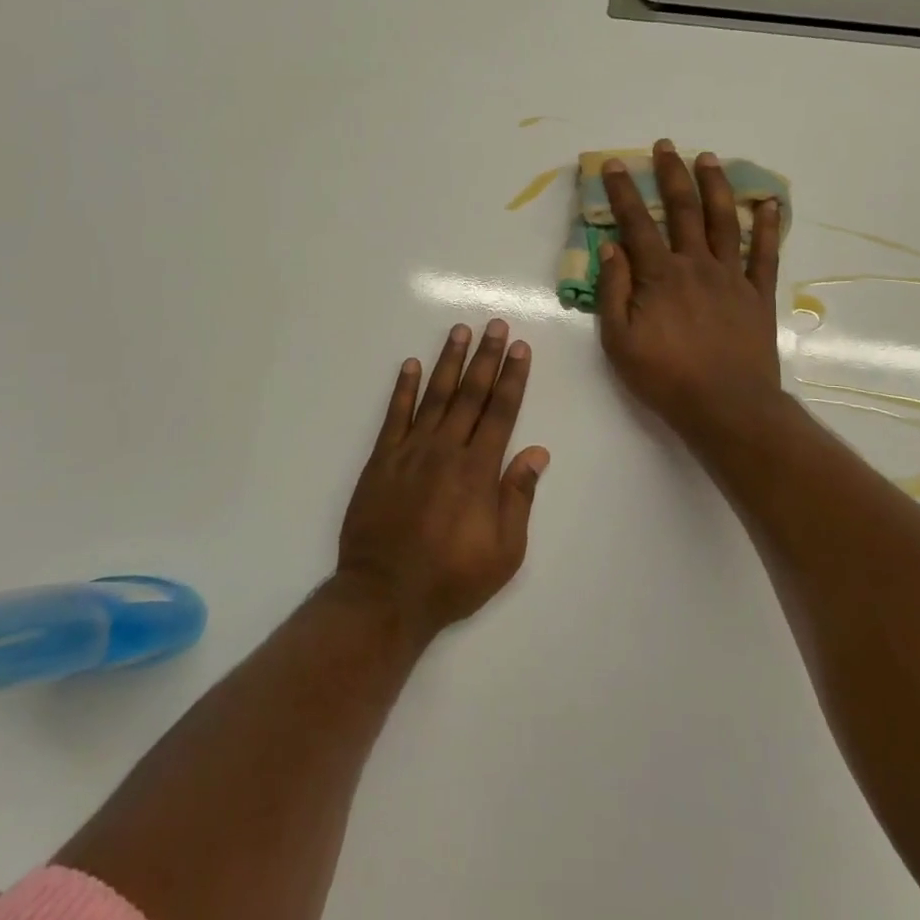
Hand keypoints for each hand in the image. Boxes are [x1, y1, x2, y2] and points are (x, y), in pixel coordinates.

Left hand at [335, 321, 548, 642]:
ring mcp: (410, 451)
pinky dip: (403, 388)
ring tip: (459, 332)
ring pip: (435, 396)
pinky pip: (394, 415)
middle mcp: (446, 450)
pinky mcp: (381, 460)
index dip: (512, 378)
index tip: (519, 348)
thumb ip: (519, 497)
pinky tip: (411, 365)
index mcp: (478, 470)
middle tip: (494, 325)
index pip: (501, 412)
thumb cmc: (452, 578)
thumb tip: (537, 452)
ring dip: (448, 361)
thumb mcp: (504, 551)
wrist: (385, 594)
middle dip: (485, 358)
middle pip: (470, 394)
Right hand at [595, 140, 783, 437]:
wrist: (726, 406)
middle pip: (683, 210)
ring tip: (709, 158)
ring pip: (724, 221)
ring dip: (715, 187)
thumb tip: (610, 248)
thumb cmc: (664, 377)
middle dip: (672, 175)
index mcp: (660, 276)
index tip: (614, 165)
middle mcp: (696, 265)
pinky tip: (769, 203)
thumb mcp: (619, 341)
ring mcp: (732, 277)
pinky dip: (769, 226)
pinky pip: (766, 254)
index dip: (623, 193)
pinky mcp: (758, 295)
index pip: (636, 224)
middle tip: (666, 146)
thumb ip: (614, 291)